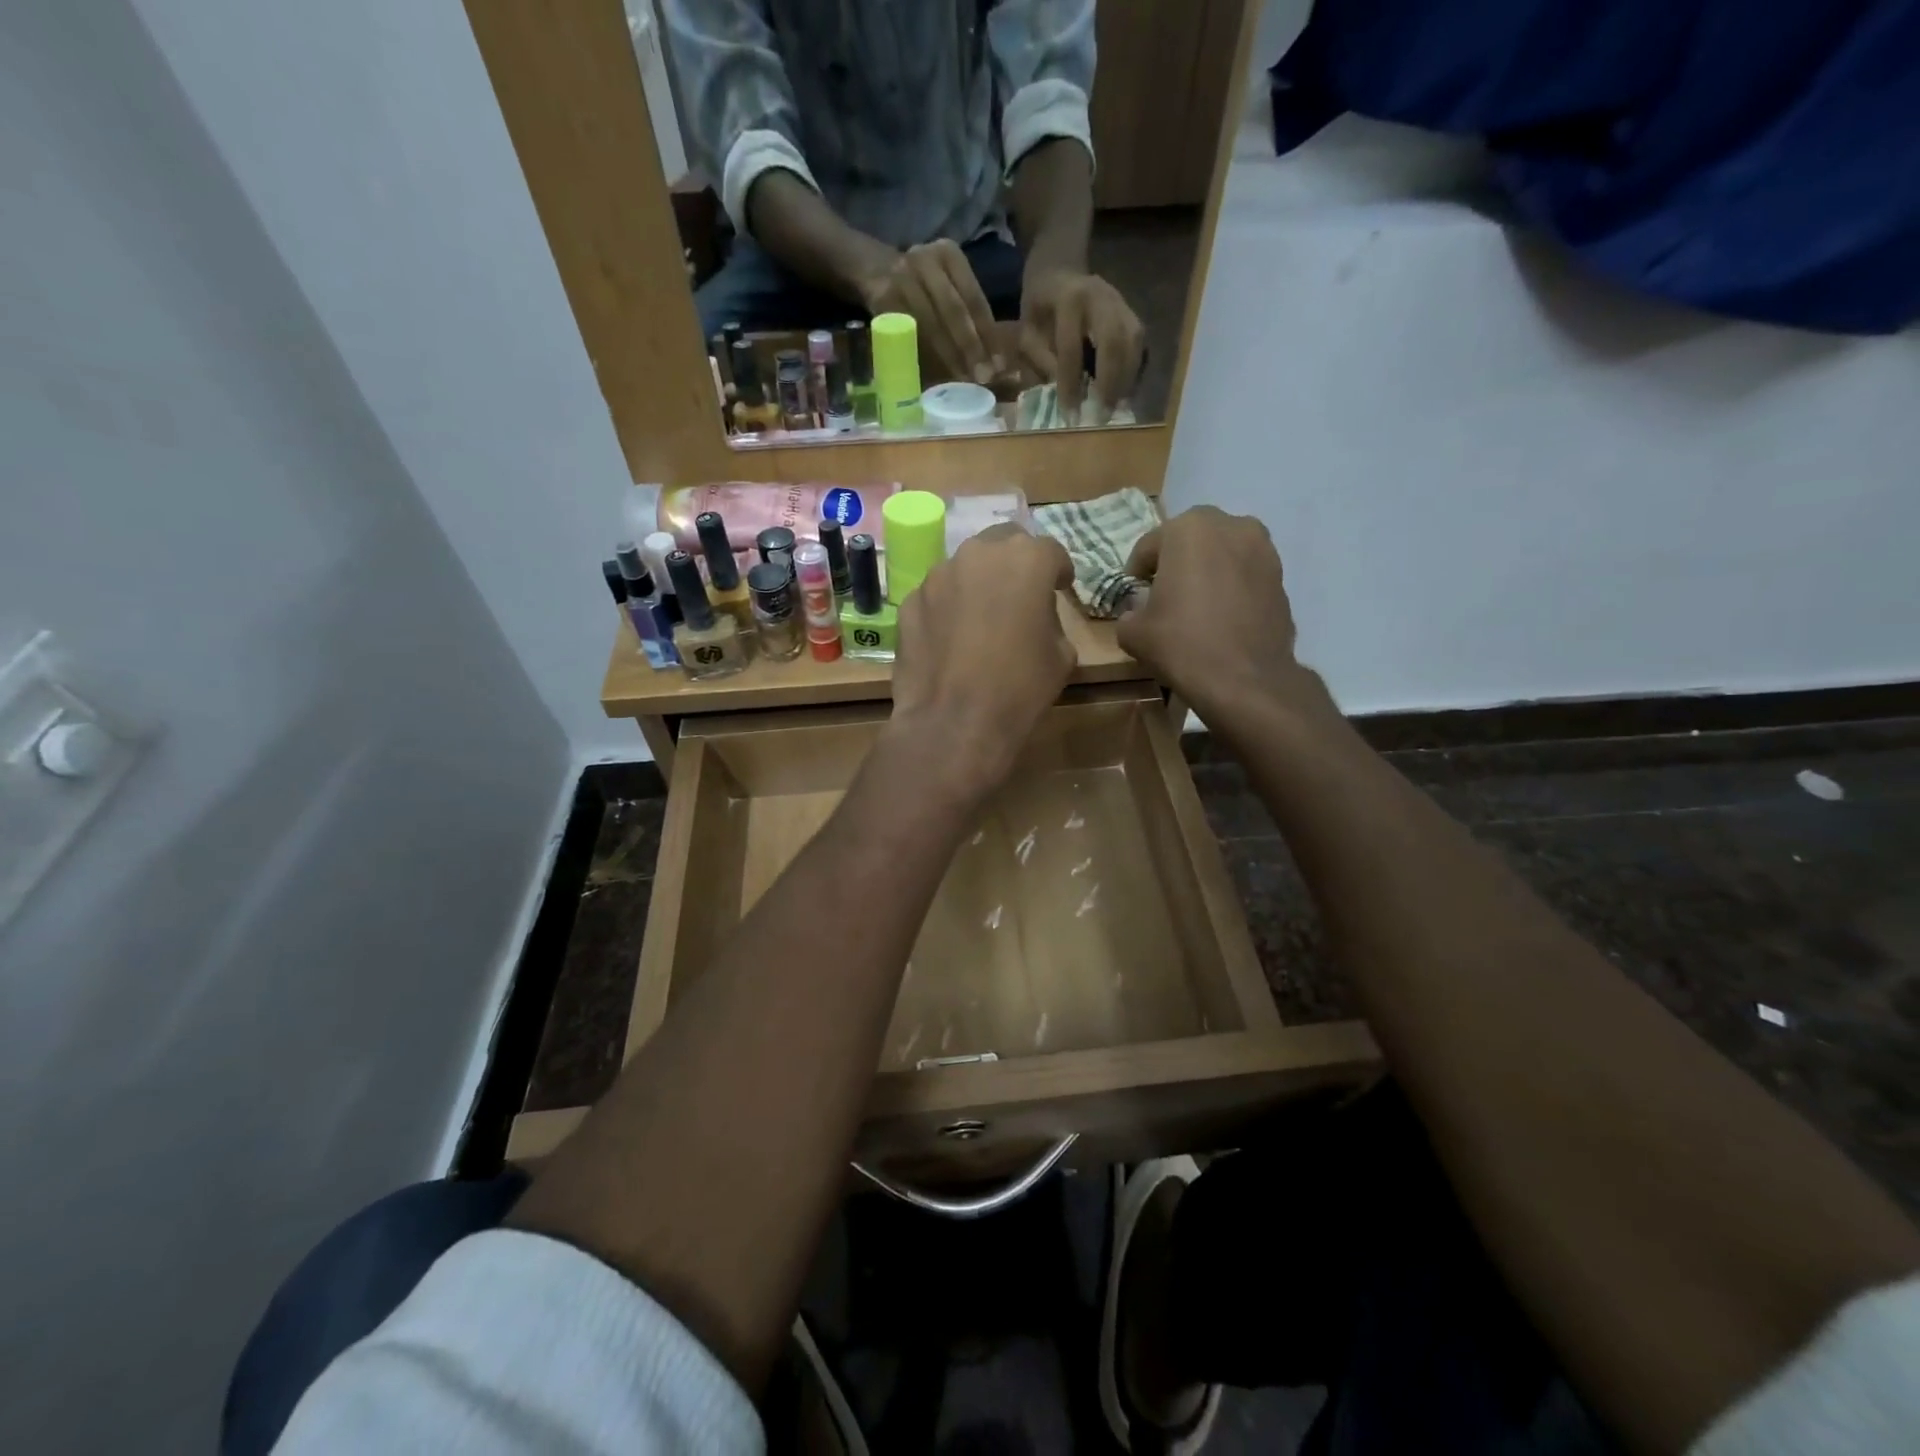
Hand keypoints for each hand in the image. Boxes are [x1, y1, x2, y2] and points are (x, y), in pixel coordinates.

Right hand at [859, 239, 1003, 384]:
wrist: (872, 268)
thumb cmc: (921, 285)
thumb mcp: (945, 283)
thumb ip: (968, 312)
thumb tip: (996, 359)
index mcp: (949, 254)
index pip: (974, 299)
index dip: (988, 334)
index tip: (1000, 364)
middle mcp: (925, 260)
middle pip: (954, 310)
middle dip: (971, 347)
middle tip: (984, 377)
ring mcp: (901, 277)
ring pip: (931, 324)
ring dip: (948, 357)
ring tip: (963, 380)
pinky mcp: (882, 299)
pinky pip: (908, 333)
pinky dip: (923, 356)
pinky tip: (935, 375)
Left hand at [889, 525, 1074, 796]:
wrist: (954, 722)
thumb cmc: (1020, 688)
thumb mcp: (1062, 655)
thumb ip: (1052, 619)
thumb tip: (1037, 615)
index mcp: (1026, 559)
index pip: (1050, 551)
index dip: (1058, 570)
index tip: (1060, 588)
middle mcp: (979, 554)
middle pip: (1003, 544)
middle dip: (1015, 563)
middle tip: (1021, 594)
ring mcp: (938, 575)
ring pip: (966, 567)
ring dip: (979, 582)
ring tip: (982, 618)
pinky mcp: (910, 601)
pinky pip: (938, 595)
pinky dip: (948, 607)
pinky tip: (951, 639)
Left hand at [1019, 267, 1145, 421]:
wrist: (1059, 274)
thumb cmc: (1040, 311)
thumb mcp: (1028, 334)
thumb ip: (1042, 361)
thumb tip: (1065, 394)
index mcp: (1069, 299)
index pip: (1071, 348)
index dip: (1071, 384)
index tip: (1070, 416)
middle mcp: (1101, 296)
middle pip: (1113, 342)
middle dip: (1109, 383)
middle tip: (1101, 416)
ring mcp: (1122, 303)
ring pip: (1133, 344)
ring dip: (1126, 380)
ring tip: (1115, 409)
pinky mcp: (1133, 314)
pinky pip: (1139, 346)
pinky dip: (1133, 373)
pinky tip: (1124, 395)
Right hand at [1115, 507, 1328, 724]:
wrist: (1244, 679)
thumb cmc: (1182, 644)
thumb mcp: (1133, 633)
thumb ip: (1130, 613)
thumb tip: (1138, 613)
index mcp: (1189, 529)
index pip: (1150, 544)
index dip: (1137, 571)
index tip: (1133, 593)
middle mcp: (1231, 526)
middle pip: (1191, 539)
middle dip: (1176, 561)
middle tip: (1164, 592)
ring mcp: (1263, 549)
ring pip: (1223, 553)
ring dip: (1208, 569)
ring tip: (1196, 603)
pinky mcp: (1281, 577)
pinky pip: (1245, 574)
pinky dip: (1232, 586)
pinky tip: (1222, 616)